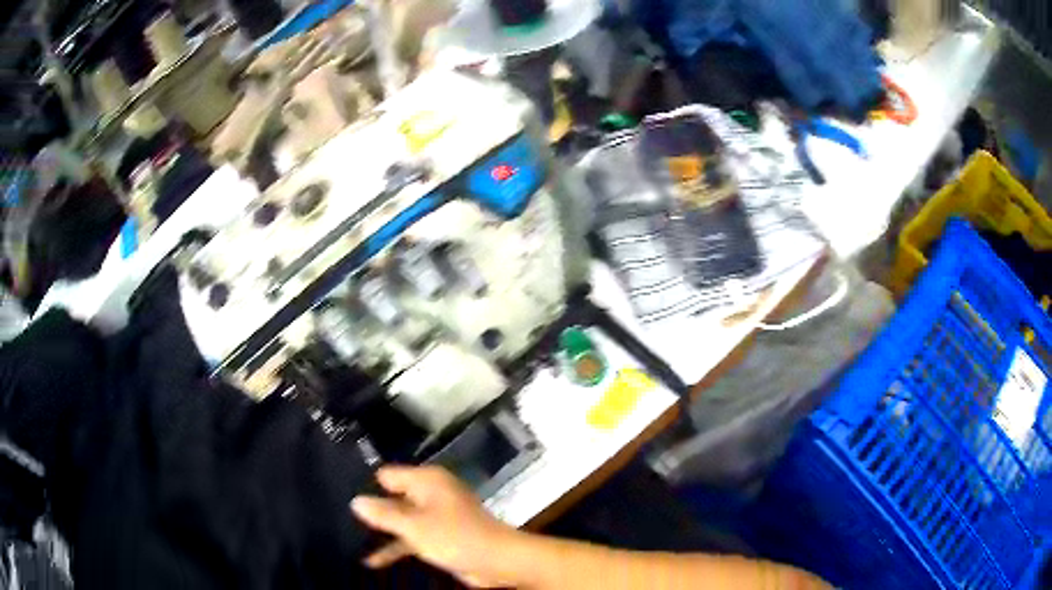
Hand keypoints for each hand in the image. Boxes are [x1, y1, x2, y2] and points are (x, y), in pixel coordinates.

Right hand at [351, 465, 525, 587]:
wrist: (497, 561)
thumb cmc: (454, 537)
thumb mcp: (414, 526)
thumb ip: (383, 514)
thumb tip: (355, 500)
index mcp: (427, 481)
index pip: (387, 474)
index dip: (365, 483)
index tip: (339, 492)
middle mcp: (430, 493)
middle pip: (393, 497)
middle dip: (371, 509)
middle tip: (338, 516)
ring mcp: (435, 515)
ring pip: (401, 520)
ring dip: (382, 531)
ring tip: (348, 539)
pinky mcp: (440, 536)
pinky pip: (412, 537)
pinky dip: (396, 547)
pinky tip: (372, 562)